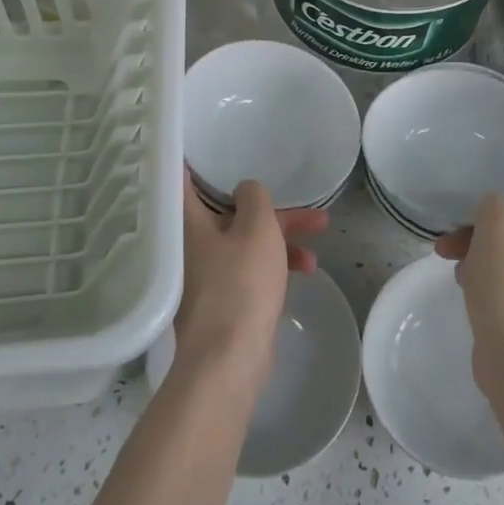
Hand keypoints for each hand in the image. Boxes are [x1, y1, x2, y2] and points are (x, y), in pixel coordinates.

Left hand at [174, 174, 325, 383]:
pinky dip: (273, 263)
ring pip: (245, 239)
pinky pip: (249, 267)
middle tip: (302, 198)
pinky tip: (306, 268)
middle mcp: (191, 244)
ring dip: (280, 234)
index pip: (183, 180)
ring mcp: (206, 273)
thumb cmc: (240, 284)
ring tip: (320, 232)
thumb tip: (245, 190)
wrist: (228, 360)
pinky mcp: (222, 299)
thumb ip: (255, 198)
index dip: (194, 159)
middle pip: (229, 211)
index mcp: (189, 222)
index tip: (205, 143)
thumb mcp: (257, 229)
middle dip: (269, 205)